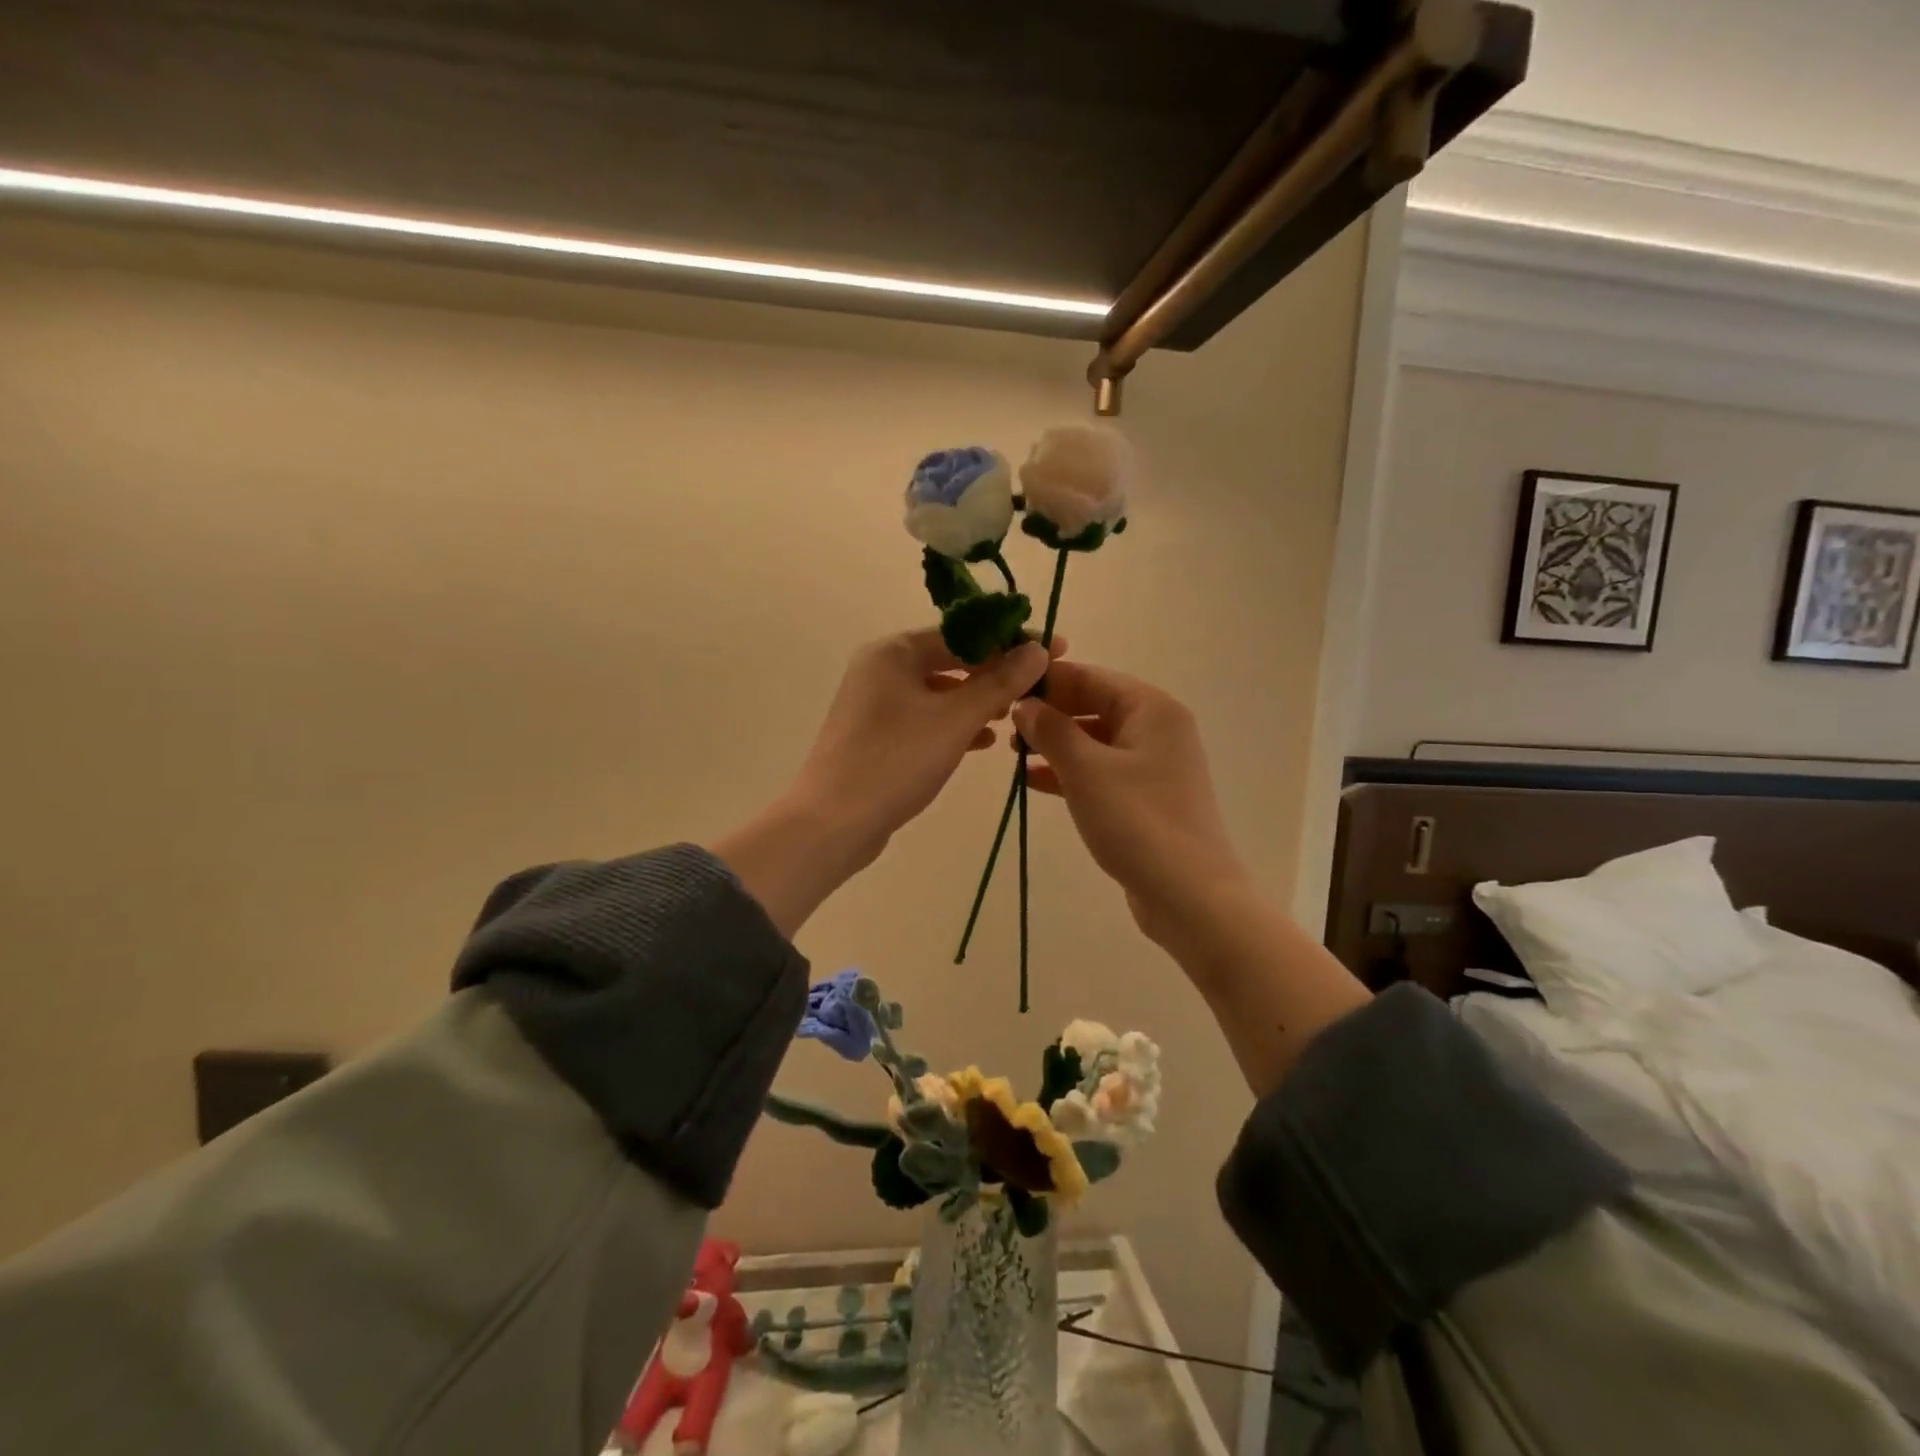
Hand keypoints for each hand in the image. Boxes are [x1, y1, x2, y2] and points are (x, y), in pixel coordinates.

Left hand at [713, 630, 1052, 936]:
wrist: (832, 823)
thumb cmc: (895, 761)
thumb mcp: (956, 720)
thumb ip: (1000, 682)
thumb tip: (1038, 649)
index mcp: (894, 651)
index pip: (964, 633)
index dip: (1011, 641)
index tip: (1055, 649)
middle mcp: (881, 668)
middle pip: (951, 659)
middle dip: (995, 672)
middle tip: (1038, 686)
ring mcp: (875, 703)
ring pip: (939, 691)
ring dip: (977, 700)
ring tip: (1013, 715)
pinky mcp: (876, 735)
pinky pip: (925, 718)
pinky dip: (954, 724)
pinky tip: (983, 742)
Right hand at [1014, 660, 1369, 1094]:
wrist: (1190, 897)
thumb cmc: (1138, 822)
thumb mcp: (1086, 770)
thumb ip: (1051, 730)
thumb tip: (1025, 704)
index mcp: (1151, 709)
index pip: (1091, 677)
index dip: (1047, 681)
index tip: (1004, 689)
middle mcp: (1157, 729)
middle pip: (1093, 706)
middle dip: (1049, 714)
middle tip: (1003, 726)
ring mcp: (1153, 765)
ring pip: (1094, 740)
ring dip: (1055, 744)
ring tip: (1012, 754)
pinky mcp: (1145, 798)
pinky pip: (1100, 771)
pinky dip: (1069, 772)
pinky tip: (1032, 781)